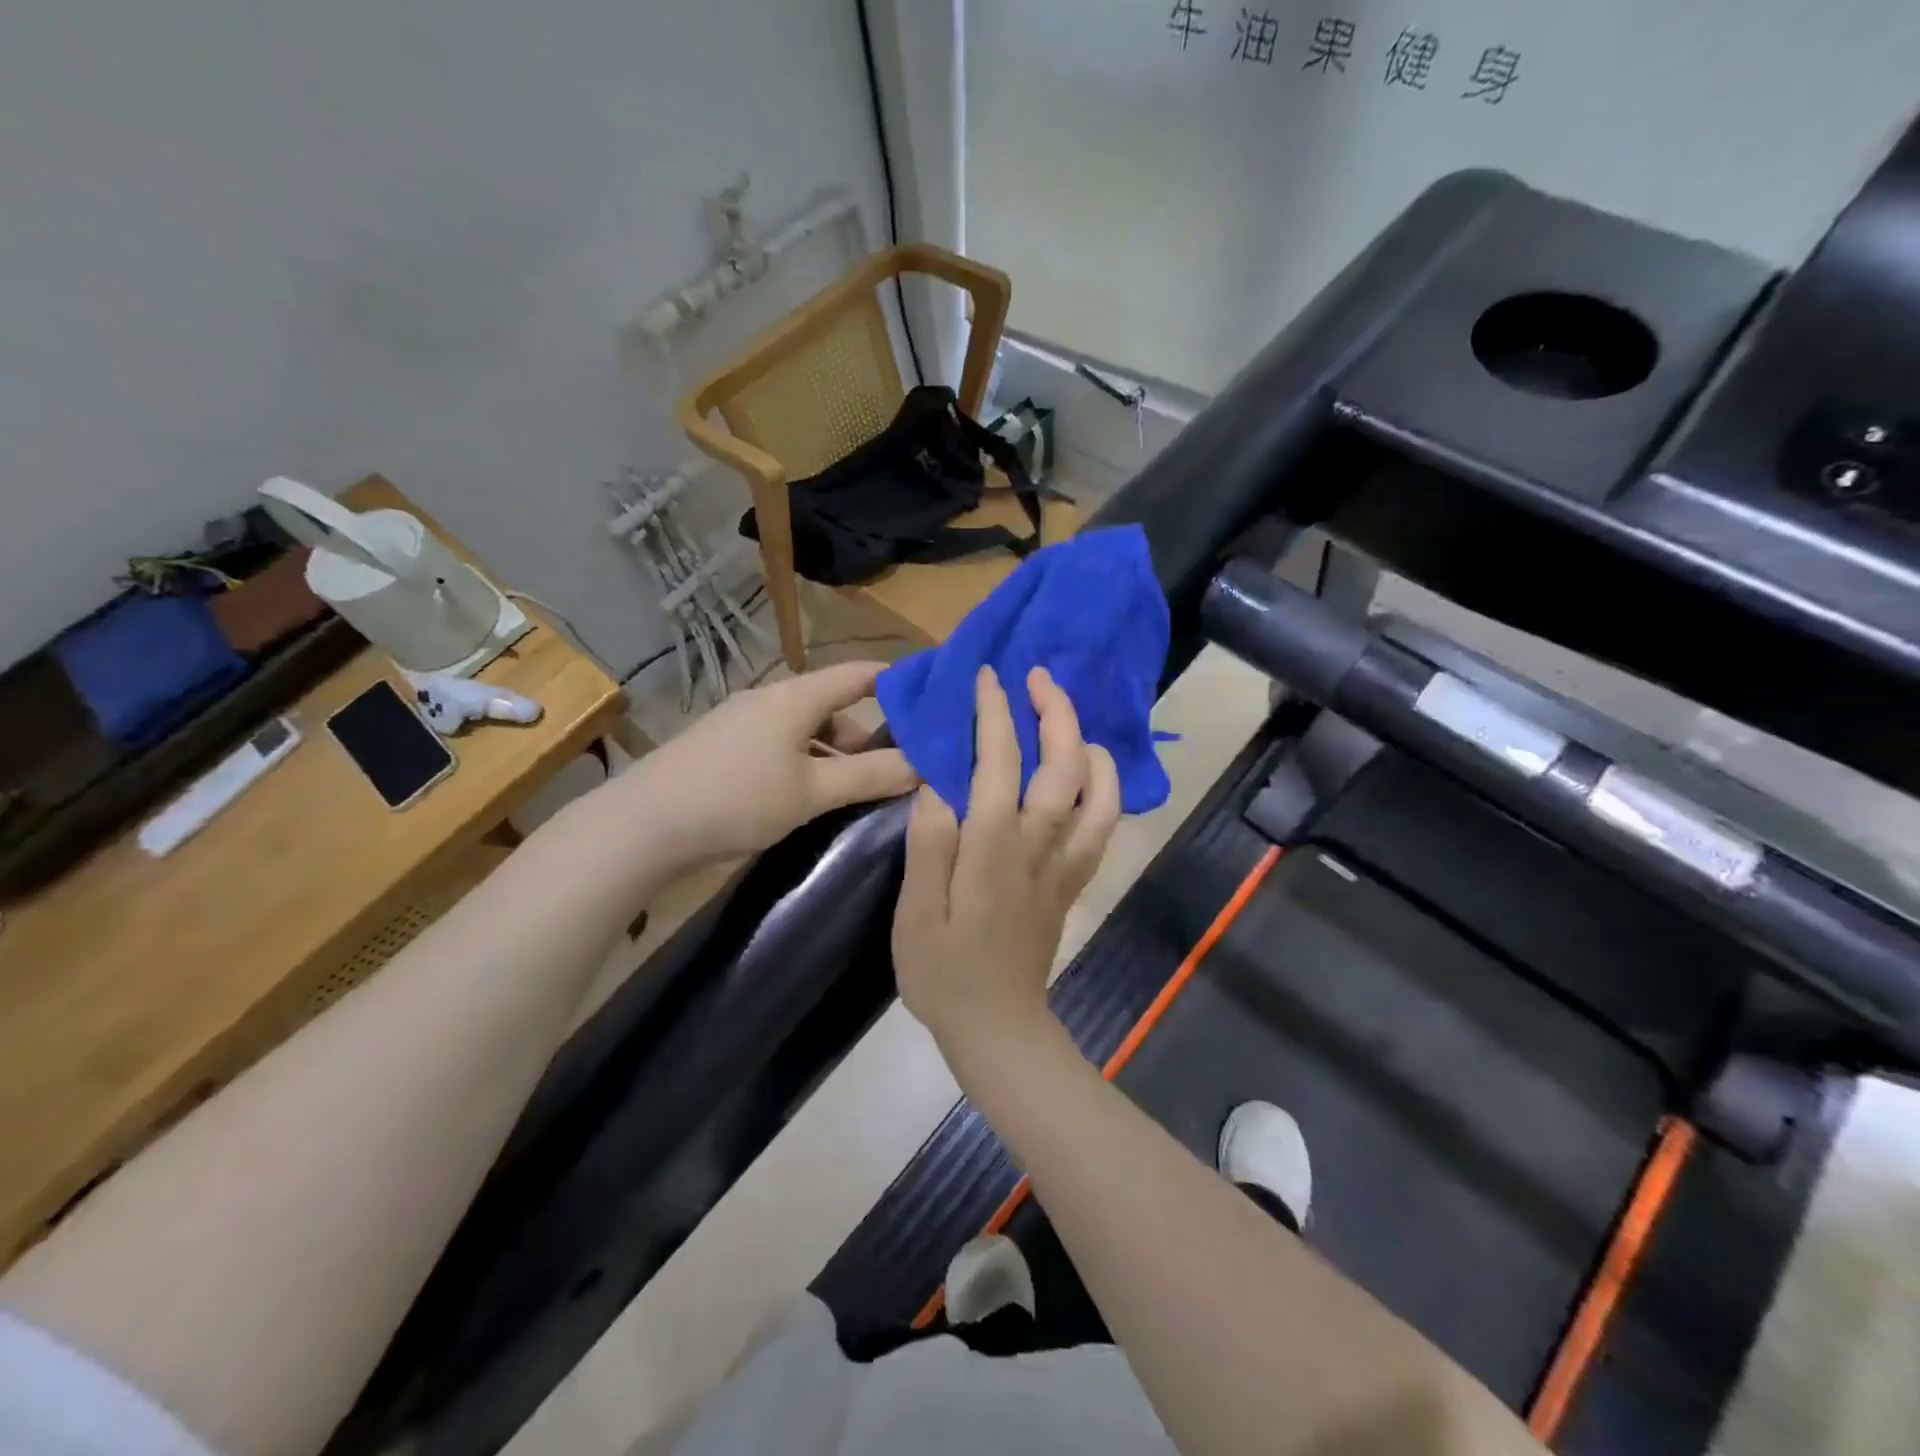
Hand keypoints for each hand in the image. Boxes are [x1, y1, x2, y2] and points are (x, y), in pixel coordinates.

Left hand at [642, 661, 917, 861]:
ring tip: (859, 790)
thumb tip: (923, 765)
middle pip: (833, 706)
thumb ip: (869, 776)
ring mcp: (743, 723)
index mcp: (796, 697)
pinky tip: (811, 797)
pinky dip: (807, 764)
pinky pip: (782, 746)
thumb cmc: (737, 799)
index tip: (932, 701)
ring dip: (836, 754)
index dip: (898, 682)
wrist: (643, 826)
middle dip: (869, 734)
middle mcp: (771, 700)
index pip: (859, 674)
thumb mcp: (812, 792)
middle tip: (900, 766)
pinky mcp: (725, 748)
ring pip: (806, 730)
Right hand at [892, 665, 1121, 1051]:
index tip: (986, 677)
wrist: (997, 1026)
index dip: (995, 713)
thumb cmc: (943, 972)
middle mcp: (1039, 844)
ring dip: (1088, 743)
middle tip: (1037, 677)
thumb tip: (936, 784)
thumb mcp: (914, 912)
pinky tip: (1091, 771)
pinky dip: (1106, 787)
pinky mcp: (1075, 879)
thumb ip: (928, 845)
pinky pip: (1104, 824)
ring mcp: (1065, 862)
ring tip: (1067, 716)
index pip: (1000, 761)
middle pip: (1063, 764)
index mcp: (993, 847)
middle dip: (1055, 711)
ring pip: (1098, 791)